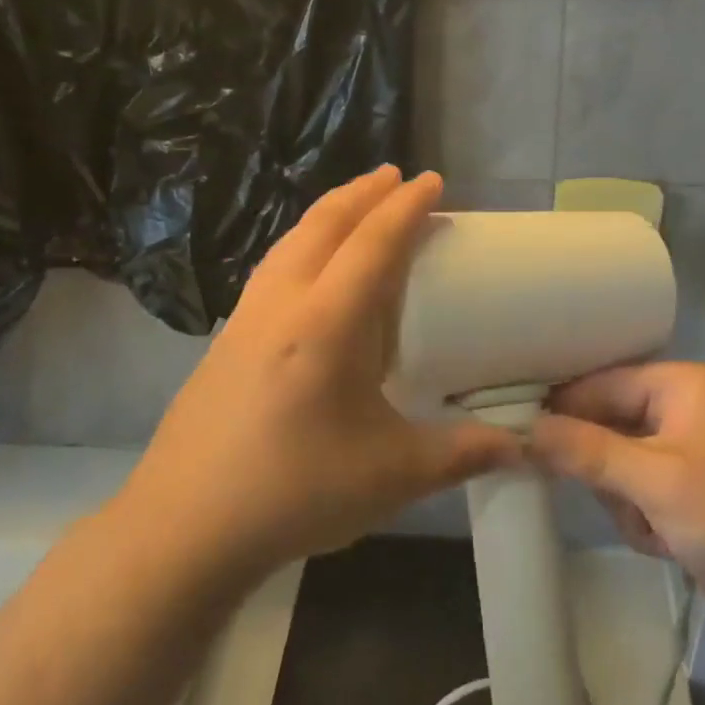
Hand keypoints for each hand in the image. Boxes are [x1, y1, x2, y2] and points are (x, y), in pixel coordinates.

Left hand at [114, 167, 520, 586]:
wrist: (183, 528)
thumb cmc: (294, 493)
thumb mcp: (392, 475)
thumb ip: (462, 454)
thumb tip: (521, 447)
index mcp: (327, 324)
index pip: (373, 243)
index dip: (406, 207)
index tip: (431, 180)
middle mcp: (282, 305)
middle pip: (323, 225)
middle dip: (363, 192)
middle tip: (395, 176)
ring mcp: (244, 320)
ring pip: (289, 242)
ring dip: (327, 214)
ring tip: (355, 207)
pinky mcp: (223, 341)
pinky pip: (271, 269)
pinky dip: (301, 245)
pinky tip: (307, 271)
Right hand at [529, 363, 704, 645]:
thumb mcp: (657, 481)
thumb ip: (587, 451)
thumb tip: (525, 429)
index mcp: (683, 385)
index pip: (601, 383)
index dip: (561, 409)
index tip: (518, 435)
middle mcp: (685, 409)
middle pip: (609, 425)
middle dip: (605, 470)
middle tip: (614, 500)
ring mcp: (691, 453)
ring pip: (619, 465)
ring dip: (626, 502)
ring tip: (654, 529)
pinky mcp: (693, 493)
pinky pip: (641, 493)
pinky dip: (645, 520)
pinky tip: (667, 544)